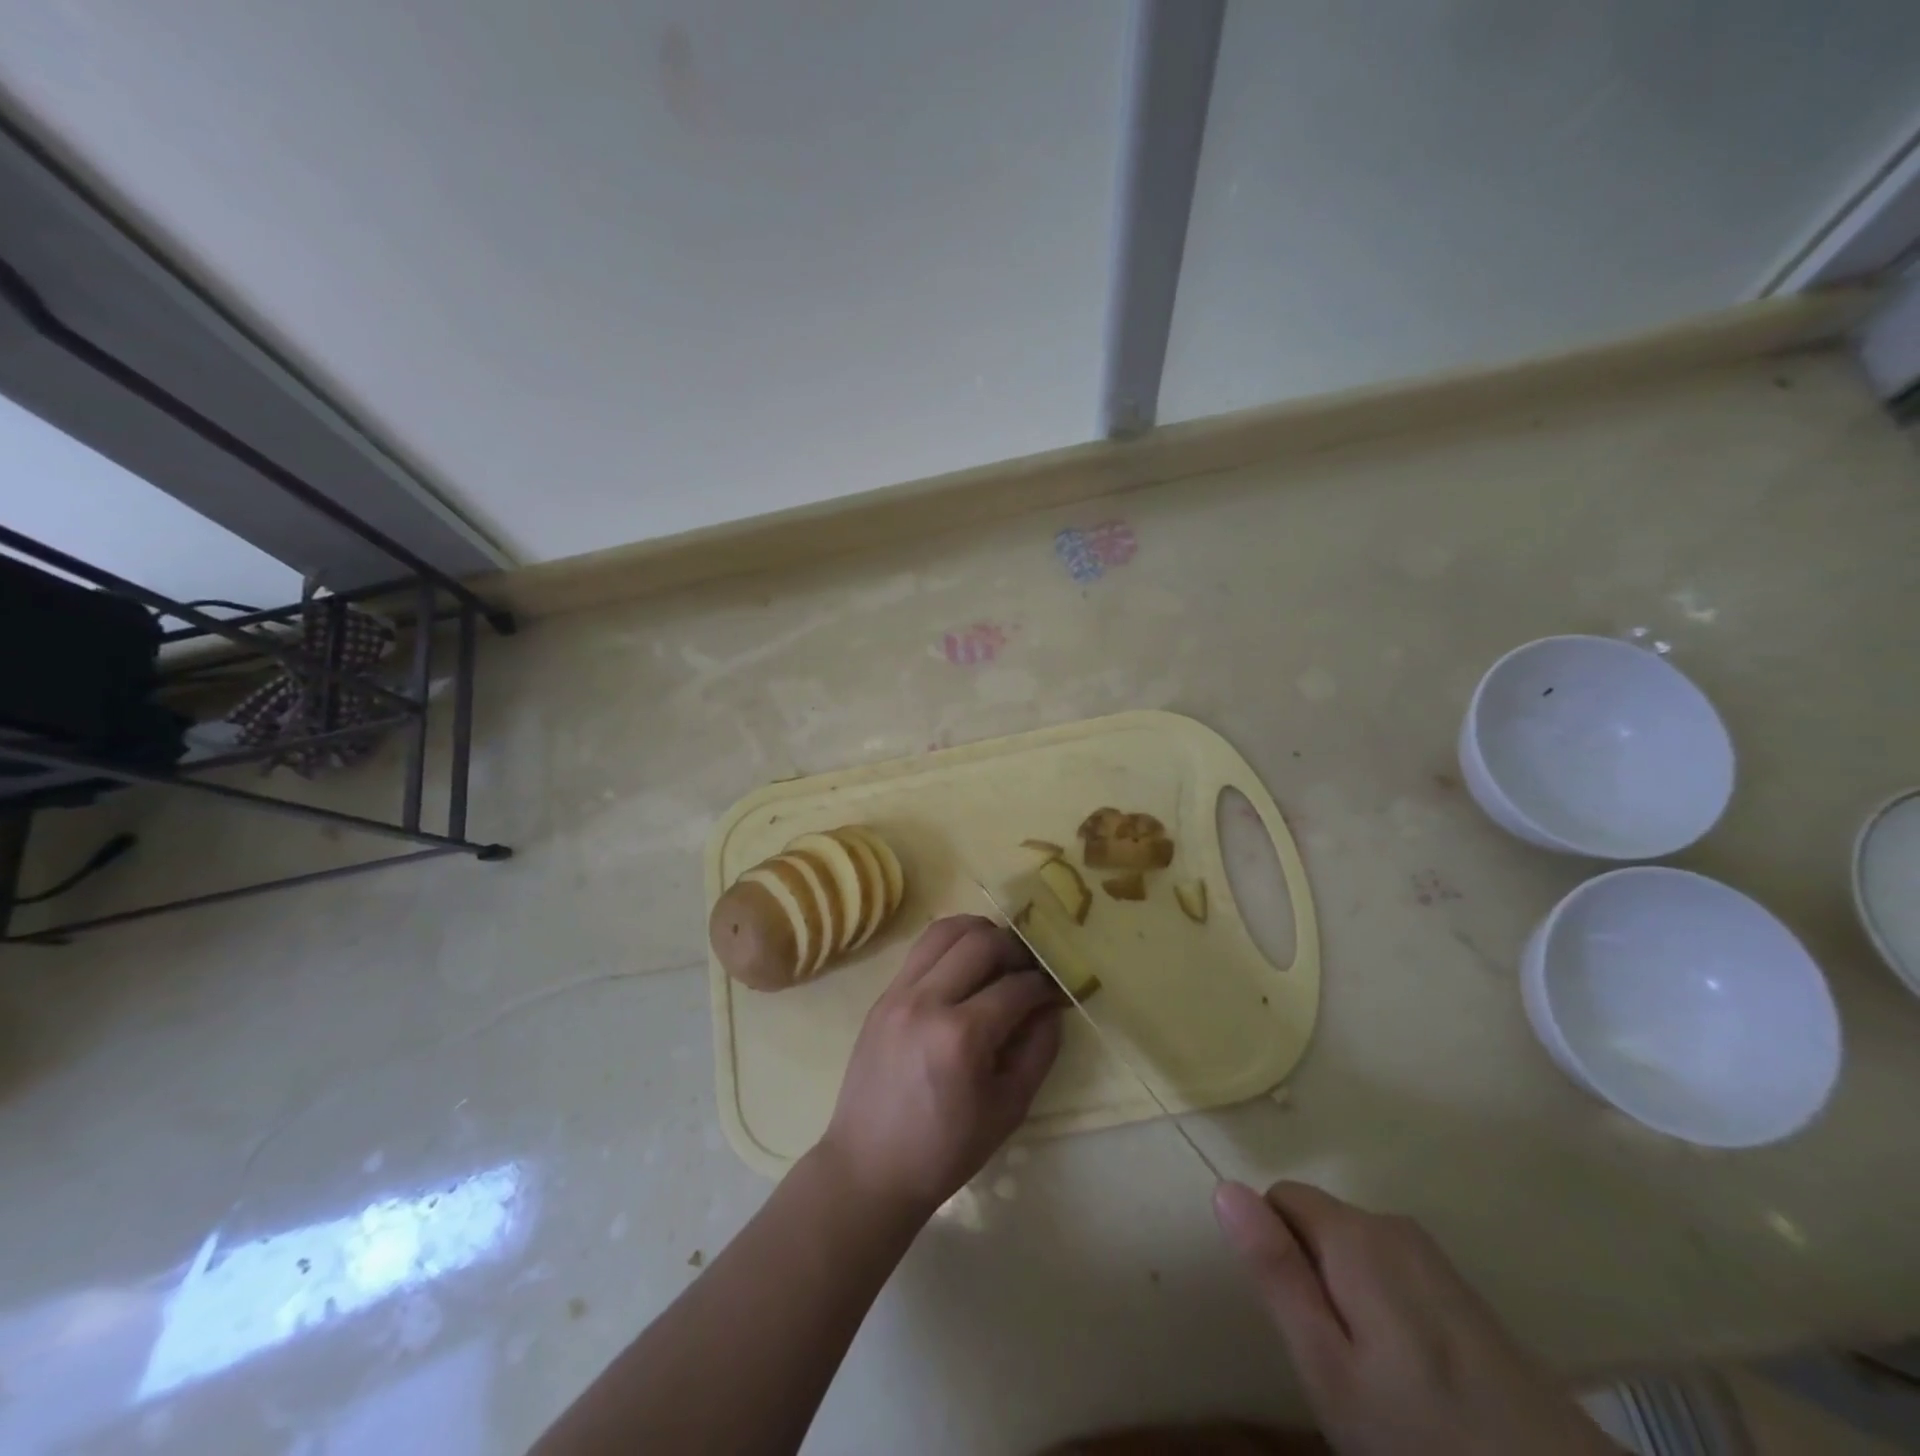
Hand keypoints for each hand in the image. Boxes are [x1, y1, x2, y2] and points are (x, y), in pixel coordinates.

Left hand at [819, 915, 1063, 1218]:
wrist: (870, 1167)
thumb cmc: (946, 1150)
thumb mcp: (1009, 1108)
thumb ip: (1039, 1049)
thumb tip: (1052, 1005)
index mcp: (962, 1037)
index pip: (1016, 986)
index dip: (1045, 986)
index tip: (1056, 992)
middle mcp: (927, 1002)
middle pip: (982, 942)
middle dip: (1016, 950)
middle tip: (1028, 971)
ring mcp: (898, 993)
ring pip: (946, 930)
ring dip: (980, 935)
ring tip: (997, 958)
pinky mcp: (883, 995)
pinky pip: (921, 949)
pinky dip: (950, 947)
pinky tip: (965, 969)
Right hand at [1214, 1181, 1615, 1455]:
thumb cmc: (1422, 1433)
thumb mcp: (1328, 1367)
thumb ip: (1275, 1272)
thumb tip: (1224, 1187)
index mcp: (1354, 1233)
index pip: (1278, 1199)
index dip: (1273, 1252)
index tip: (1296, 1320)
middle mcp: (1391, 1224)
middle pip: (1317, 1222)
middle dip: (1310, 1274)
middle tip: (1334, 1358)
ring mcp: (1432, 1255)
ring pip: (1352, 1249)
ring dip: (1345, 1293)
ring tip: (1372, 1372)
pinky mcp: (1461, 1288)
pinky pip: (1391, 1271)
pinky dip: (1382, 1306)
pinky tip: (1410, 1371)